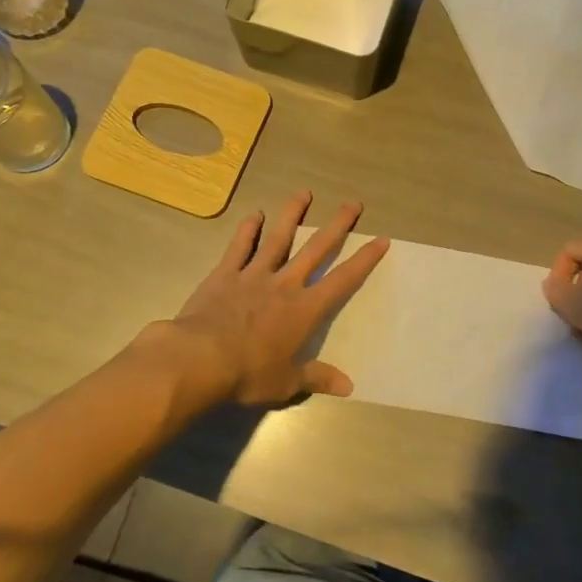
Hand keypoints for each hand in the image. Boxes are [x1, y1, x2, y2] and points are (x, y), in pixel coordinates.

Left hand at [170, 192, 389, 408]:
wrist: (200, 359)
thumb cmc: (249, 373)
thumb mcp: (287, 383)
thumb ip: (318, 378)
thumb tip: (349, 387)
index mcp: (305, 309)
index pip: (342, 280)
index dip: (364, 260)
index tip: (381, 240)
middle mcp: (285, 284)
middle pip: (316, 249)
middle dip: (337, 225)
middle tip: (353, 204)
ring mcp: (254, 275)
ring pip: (278, 238)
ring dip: (293, 215)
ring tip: (304, 193)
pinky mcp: (225, 274)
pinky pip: (239, 247)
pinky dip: (248, 230)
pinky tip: (255, 214)